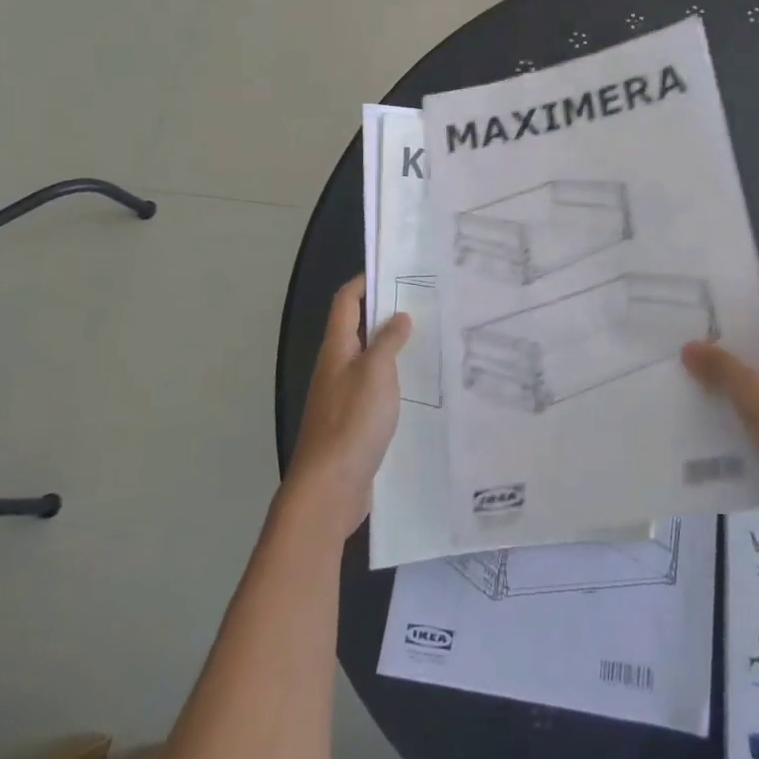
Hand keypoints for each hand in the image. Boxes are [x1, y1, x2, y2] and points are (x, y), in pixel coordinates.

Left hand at [286, 276, 410, 537]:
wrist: (329, 488)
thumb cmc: (352, 422)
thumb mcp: (375, 373)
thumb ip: (387, 342)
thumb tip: (398, 316)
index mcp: (336, 348)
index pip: (346, 301)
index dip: (364, 281)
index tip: (394, 269)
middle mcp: (336, 367)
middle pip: (358, 328)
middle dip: (386, 312)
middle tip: (424, 303)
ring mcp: (343, 396)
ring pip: (369, 359)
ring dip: (393, 347)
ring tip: (430, 339)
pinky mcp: (353, 422)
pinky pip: (375, 388)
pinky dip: (394, 379)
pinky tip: (419, 386)